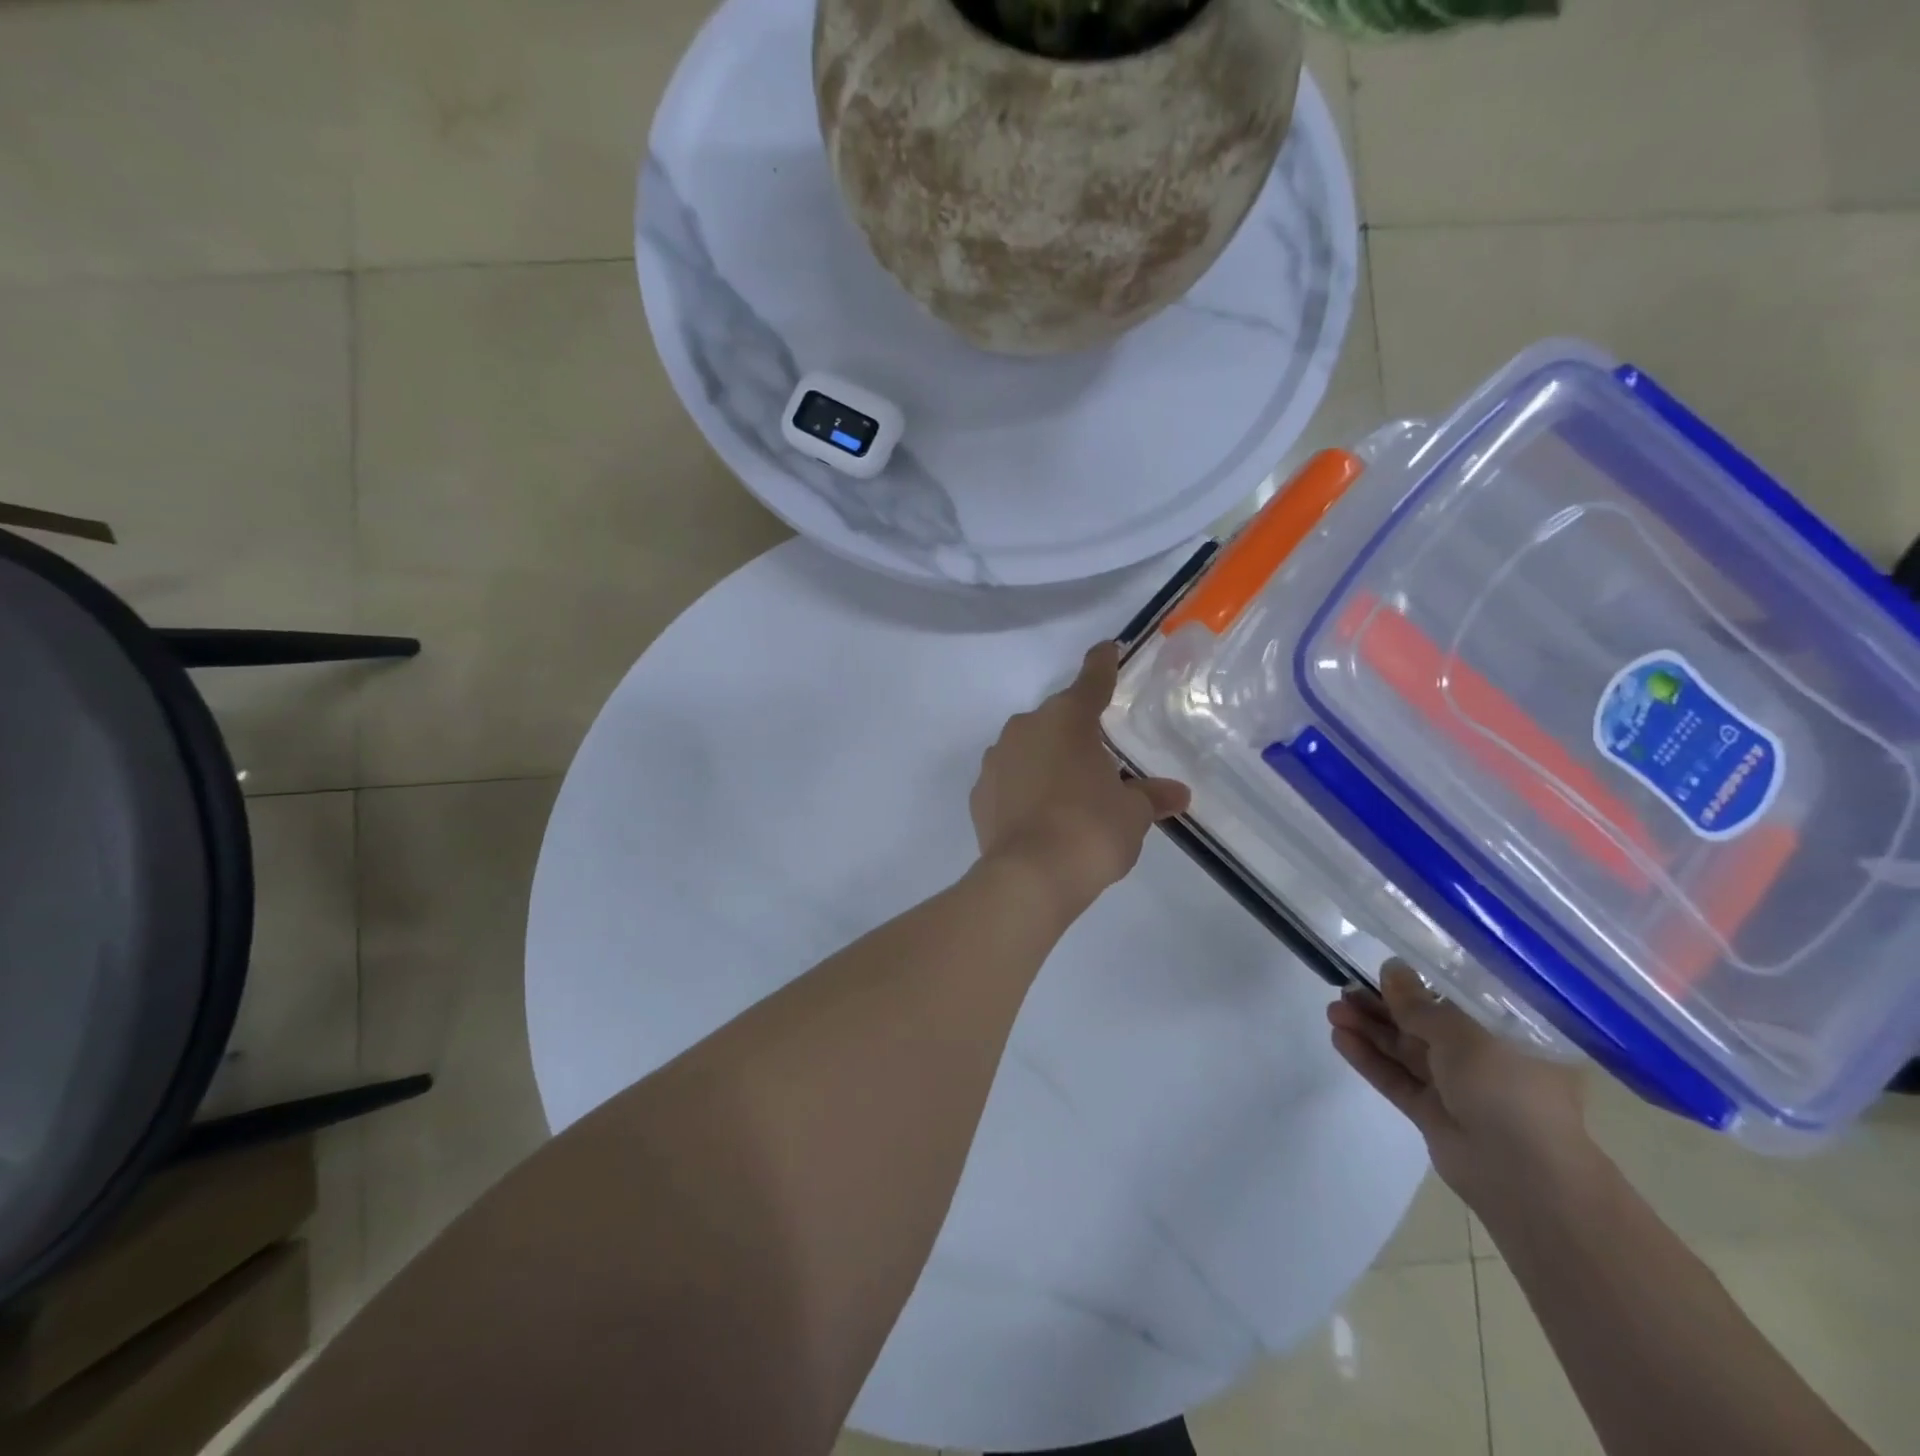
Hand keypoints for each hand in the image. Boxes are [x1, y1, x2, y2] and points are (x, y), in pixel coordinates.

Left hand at [971, 642, 1190, 914]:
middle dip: (1077, 734)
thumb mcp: (1133, 814)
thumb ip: (1151, 796)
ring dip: (1048, 762)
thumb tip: (1176, 793)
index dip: (1102, 664)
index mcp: (1068, 719)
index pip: (1092, 681)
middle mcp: (1026, 728)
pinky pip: (1009, 779)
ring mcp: (996, 759)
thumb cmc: (1091, 830)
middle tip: (1099, 764)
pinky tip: (1040, 816)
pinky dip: (1024, 789)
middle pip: (1057, 719)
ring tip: (1069, 797)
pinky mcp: (979, 792)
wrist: (1030, 876)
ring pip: (1029, 749)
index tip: (1107, 649)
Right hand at [1328, 964, 1592, 1207]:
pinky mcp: (1432, 1115)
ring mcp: (1457, 1089)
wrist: (1523, 1176)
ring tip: (1333, 1011)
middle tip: (1345, 989)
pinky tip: (1340, 1039)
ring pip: (1405, 1052)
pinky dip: (1369, 1059)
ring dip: (1369, 1030)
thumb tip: (1391, 968)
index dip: (1417, 985)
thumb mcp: (1462, 1035)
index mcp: (1507, 1036)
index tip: (1381, 972)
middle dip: (1383, 1008)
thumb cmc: (1507, 1089)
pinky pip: (1397, 1079)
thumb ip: (1420, 1004)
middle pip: (1423, 1026)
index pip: (1456, 1002)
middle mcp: (1484, 1060)